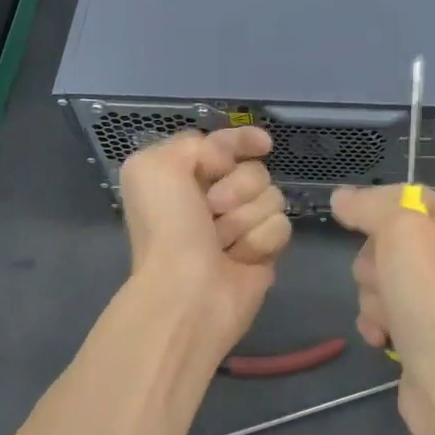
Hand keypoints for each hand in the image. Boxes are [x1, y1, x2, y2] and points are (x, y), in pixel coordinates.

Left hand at [118, 127, 291, 362]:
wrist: (187, 293)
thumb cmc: (167, 228)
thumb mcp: (153, 167)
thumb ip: (191, 143)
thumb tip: (226, 158)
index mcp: (184, 177)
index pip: (225, 144)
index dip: (242, 141)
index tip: (262, 144)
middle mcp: (213, 199)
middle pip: (255, 170)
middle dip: (237, 187)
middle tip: (212, 209)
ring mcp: (242, 225)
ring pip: (272, 197)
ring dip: (245, 217)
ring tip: (222, 242)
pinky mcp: (264, 251)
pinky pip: (281, 227)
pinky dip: (259, 241)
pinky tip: (240, 259)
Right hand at [330, 186, 434, 434]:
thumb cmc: (431, 297)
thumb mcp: (399, 231)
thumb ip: (369, 206)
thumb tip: (341, 197)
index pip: (405, 194)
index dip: (374, 205)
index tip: (349, 219)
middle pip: (387, 237)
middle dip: (373, 260)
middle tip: (385, 279)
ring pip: (380, 275)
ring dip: (373, 295)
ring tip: (389, 316)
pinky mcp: (424, 327)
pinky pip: (384, 309)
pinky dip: (377, 320)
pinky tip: (383, 337)